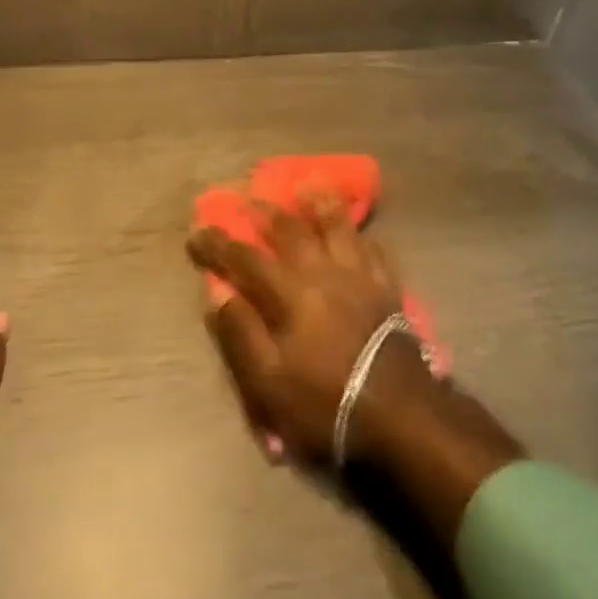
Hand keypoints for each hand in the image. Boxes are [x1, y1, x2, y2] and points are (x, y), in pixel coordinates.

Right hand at [188, 191, 436, 463]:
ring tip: (307, 185)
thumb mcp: (269, 383)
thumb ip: (242, 333)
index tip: (197, 230)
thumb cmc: (326, 402)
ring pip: (338, 226)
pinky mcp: (387, 287)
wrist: (400, 413)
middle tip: (249, 197)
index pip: (246, 259)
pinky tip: (356, 229)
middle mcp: (323, 272)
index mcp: (290, 294)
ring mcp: (360, 276)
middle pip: (291, 231)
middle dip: (265, 212)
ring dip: (319, 203)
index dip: (219, 244)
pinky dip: (359, 233)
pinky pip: (372, 247)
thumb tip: (218, 293)